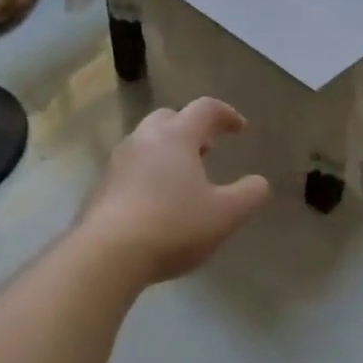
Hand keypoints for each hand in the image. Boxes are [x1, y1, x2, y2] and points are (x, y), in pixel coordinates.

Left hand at [78, 98, 271, 284]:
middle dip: (191, 128)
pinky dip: (148, 171)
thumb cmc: (173, 226)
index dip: (226, 114)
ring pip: (146, 141)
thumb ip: (249, 195)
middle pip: (169, 118)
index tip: (240, 129)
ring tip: (183, 178)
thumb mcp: (225, 215)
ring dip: (168, 150)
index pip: (205, 109)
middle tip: (207, 150)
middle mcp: (144, 139)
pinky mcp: (102, 186)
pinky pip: (131, 166)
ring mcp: (118, 161)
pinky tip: (156, 201)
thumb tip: (260, 182)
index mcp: (176, 137)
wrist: (107, 254)